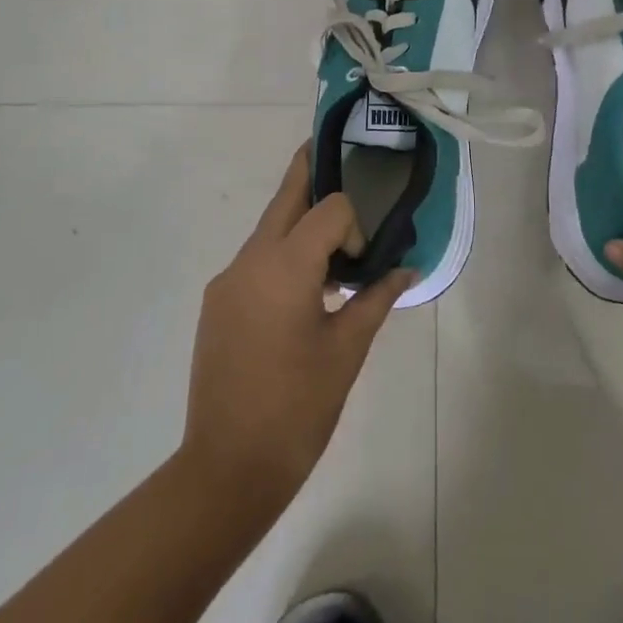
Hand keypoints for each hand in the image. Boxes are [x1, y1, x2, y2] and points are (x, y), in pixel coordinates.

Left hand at [181, 147, 414, 510]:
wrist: (226, 469)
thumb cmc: (298, 407)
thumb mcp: (348, 351)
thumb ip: (376, 298)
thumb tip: (406, 269)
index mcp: (285, 265)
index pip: (328, 208)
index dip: (353, 226)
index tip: (361, 265)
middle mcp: (250, 260)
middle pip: (286, 197)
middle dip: (310, 171)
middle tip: (336, 153)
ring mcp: (227, 281)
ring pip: (268, 229)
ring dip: (299, 223)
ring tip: (331, 246)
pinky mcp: (217, 303)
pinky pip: (255, 260)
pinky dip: (281, 257)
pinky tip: (301, 293)